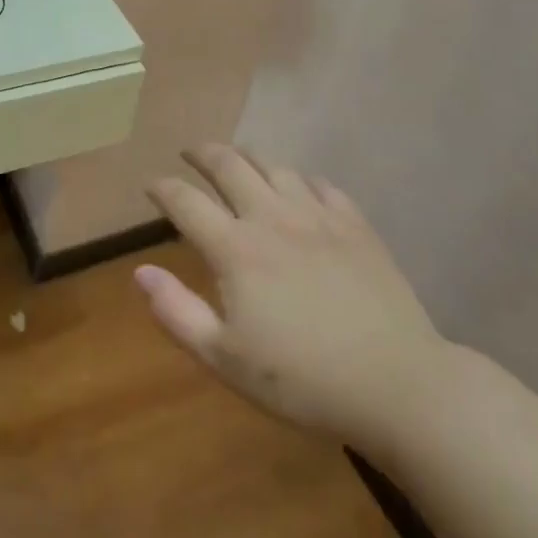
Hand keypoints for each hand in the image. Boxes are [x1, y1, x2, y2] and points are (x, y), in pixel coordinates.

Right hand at [140, 145, 452, 463]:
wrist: (397, 384)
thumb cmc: (302, 380)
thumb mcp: (225, 359)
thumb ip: (177, 313)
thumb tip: (140, 272)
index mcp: (236, 249)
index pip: (186, 202)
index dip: (162, 188)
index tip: (151, 185)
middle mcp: (272, 218)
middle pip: (229, 166)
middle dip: (203, 154)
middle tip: (190, 153)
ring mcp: (318, 216)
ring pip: (275, 166)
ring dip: (248, 157)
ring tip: (237, 159)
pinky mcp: (355, 225)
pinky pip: (321, 185)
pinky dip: (299, 178)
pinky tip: (298, 187)